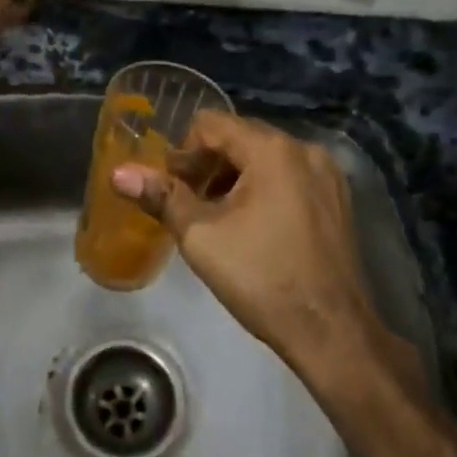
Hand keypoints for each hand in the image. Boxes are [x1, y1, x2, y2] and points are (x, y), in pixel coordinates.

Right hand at [111, 112, 383, 379]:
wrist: (332, 331)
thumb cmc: (262, 278)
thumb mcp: (202, 237)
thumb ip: (161, 197)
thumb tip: (118, 173)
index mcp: (273, 149)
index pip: (212, 124)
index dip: (183, 151)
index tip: (171, 187)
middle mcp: (305, 149)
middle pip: (241, 137)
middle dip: (208, 164)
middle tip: (188, 203)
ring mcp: (328, 174)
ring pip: (266, 158)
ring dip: (234, 177)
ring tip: (216, 218)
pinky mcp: (338, 199)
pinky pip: (290, 177)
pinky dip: (264, 189)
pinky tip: (252, 226)